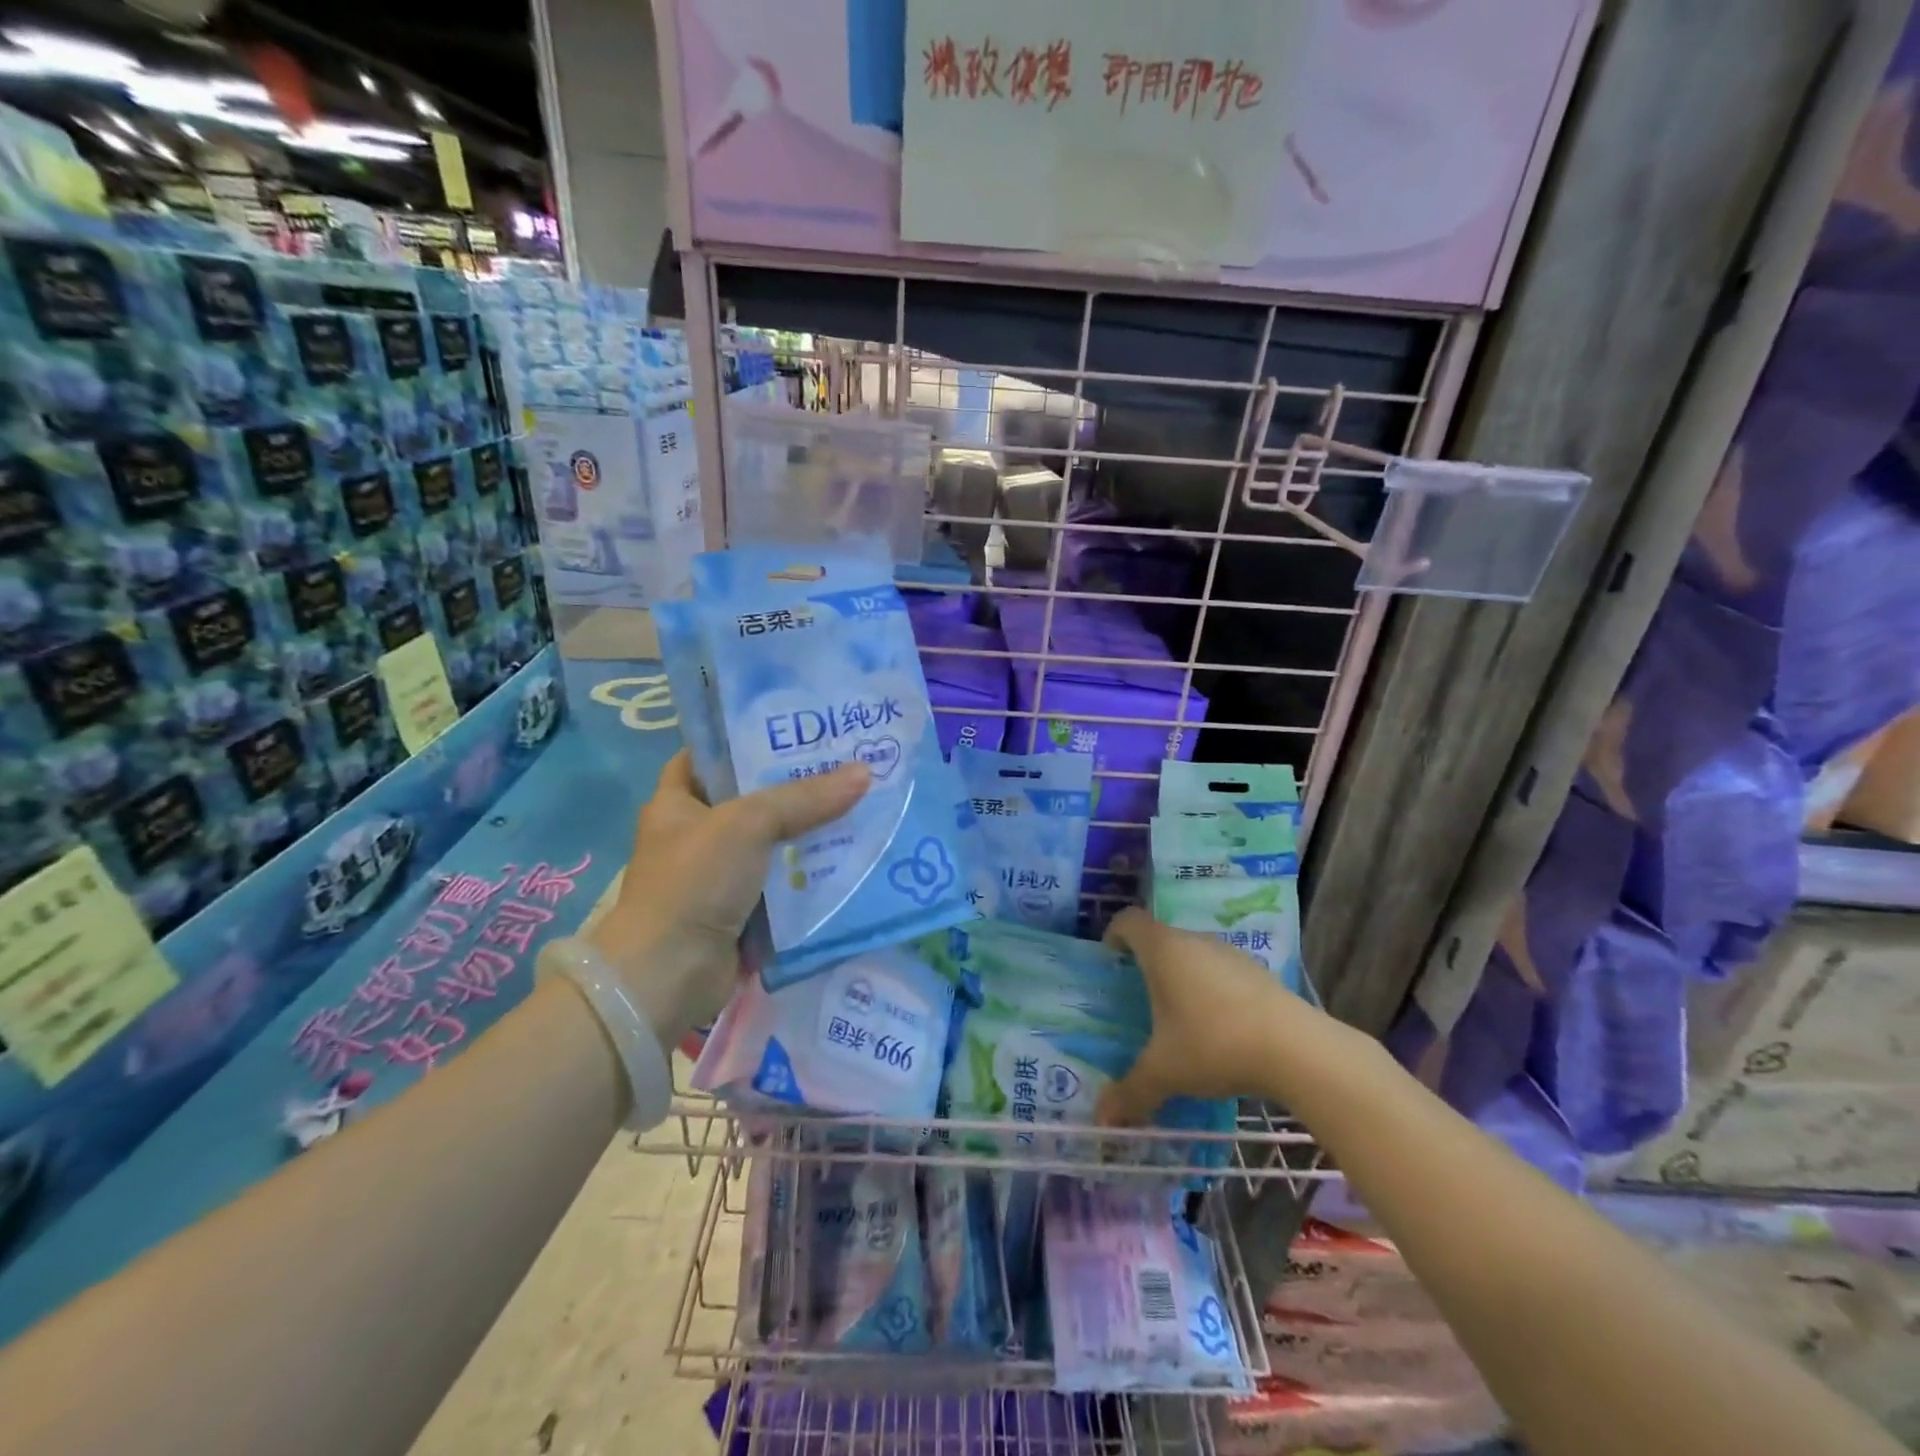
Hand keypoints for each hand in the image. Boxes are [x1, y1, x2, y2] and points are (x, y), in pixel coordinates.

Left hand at [587, 750, 869, 1046]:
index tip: (795, 729)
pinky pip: (783, 884)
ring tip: (860, 805)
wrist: (669, 974)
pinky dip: (810, 876)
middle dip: (795, 787)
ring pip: (773, 844)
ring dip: (809, 833)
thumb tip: (864, 773)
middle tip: (845, 765)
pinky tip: (851, 858)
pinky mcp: (741, 912)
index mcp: (676, 802)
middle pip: (752, 799)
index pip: (710, 756)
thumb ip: (804, 798)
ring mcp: (718, 877)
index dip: (746, 739)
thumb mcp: (748, 824)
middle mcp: (695, 835)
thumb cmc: (694, 881)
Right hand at [1095, 908, 1310, 1126]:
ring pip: (1194, 954)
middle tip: (1138, 997)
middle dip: (1146, 962)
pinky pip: (1221, 971)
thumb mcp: (1166, 1072)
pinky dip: (1211, 989)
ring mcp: (1230, 953)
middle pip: (1161, 938)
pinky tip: (1218, 1027)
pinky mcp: (1258, 972)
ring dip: (1181, 975)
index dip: (1114, 934)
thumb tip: (1102, 1120)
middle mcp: (1194, 941)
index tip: (1110, 960)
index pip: (1129, 921)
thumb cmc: (1215, 1044)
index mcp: (1163, 950)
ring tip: (1178, 1016)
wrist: (1297, 1049)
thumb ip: (1131, 1091)